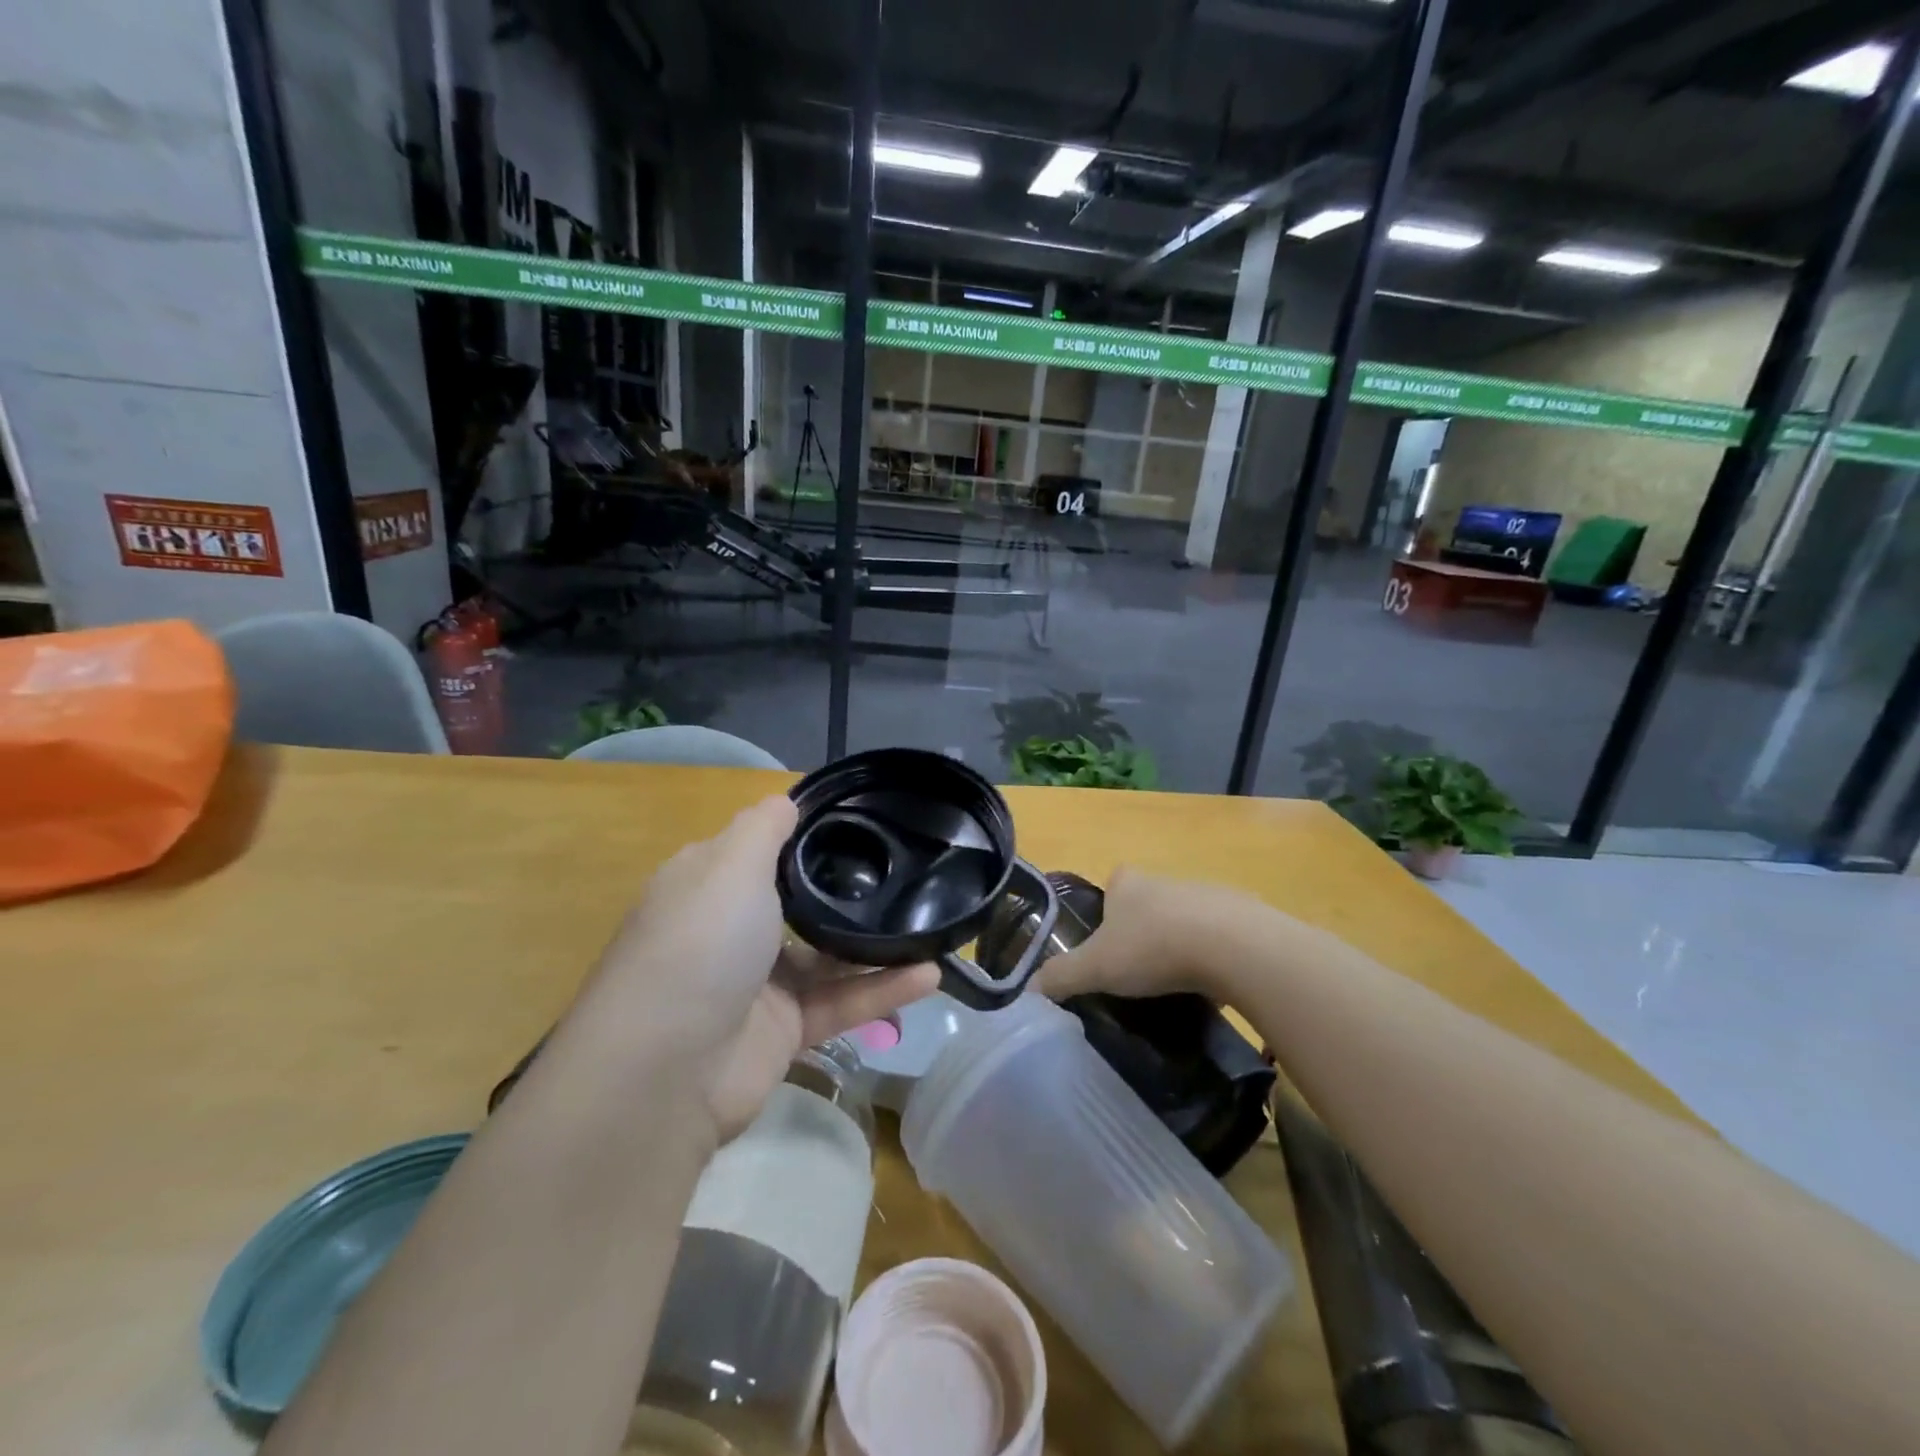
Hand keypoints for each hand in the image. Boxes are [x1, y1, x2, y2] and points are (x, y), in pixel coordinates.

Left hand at [564, 796, 938, 1142]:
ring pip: (828, 957)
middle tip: (907, 875)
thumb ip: (763, 828)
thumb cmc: (700, 944)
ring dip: (877, 946)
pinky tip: (930, 975)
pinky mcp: (783, 1032)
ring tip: (932, 928)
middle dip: (848, 893)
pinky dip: (881, 990)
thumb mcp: (729, 864)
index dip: (804, 836)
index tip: (860, 824)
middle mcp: (731, 931)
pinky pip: (840, 1003)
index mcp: (710, 886)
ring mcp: (757, 984)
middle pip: (798, 904)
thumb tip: (786, 801)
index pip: (760, 850)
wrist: (663, 1070)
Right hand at [1033, 866, 1252, 1002]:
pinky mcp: (1243, 916)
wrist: (1233, 947)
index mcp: (1128, 883)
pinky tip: (1213, 985)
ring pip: (1186, 919)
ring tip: (1176, 984)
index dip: (1108, 910)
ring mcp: (1207, 895)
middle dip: (1145, 931)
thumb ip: (1061, 977)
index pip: (1113, 884)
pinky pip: (1221, 937)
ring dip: (1181, 944)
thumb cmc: (1153, 948)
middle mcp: (1165, 880)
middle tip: (1140, 971)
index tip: (1109, 945)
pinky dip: (1215, 957)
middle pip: (1149, 903)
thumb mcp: (1096, 968)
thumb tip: (1026, 990)